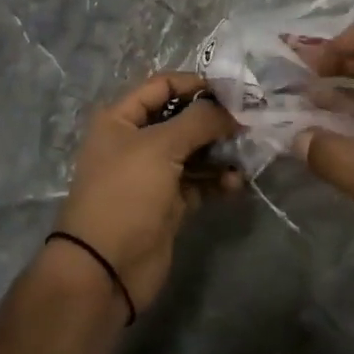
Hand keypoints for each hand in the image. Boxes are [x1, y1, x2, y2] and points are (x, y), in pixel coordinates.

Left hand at [51, 72, 237, 316]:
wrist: (105, 269)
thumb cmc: (126, 194)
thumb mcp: (160, 146)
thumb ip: (199, 121)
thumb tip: (230, 111)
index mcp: (121, 119)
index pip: (162, 85)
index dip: (195, 84)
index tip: (231, 91)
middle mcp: (136, 141)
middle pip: (182, 118)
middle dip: (214, 119)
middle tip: (248, 123)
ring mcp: (153, 174)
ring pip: (194, 151)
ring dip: (221, 151)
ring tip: (246, 154)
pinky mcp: (169, 203)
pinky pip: (199, 181)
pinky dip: (217, 179)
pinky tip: (235, 183)